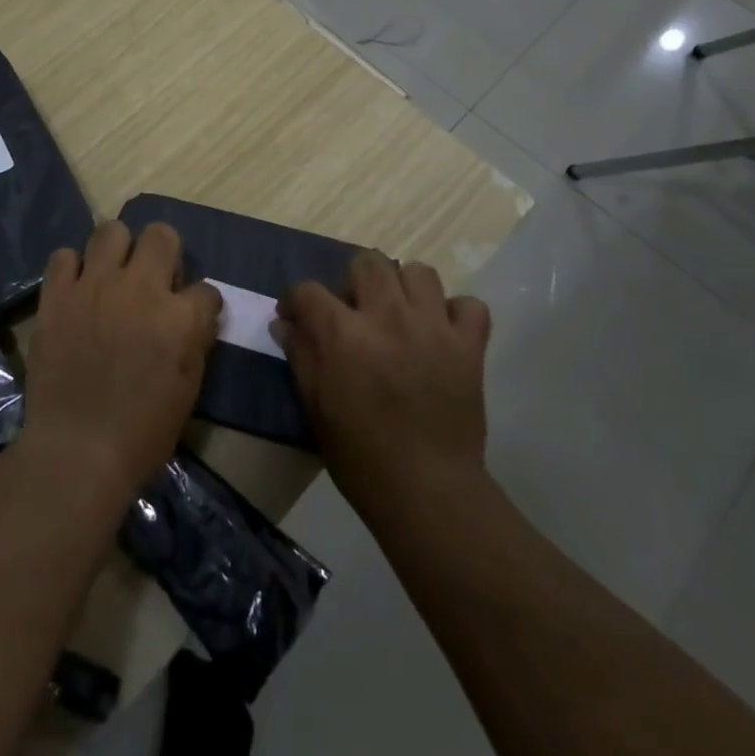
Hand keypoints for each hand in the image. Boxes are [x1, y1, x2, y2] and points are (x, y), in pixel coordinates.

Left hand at [20, 221, 221, 504]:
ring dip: (118, 249)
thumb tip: (195, 315)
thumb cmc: (141, 432)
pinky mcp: (58, 295)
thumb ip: (195, 341)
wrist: (76, 451)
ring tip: (112, 274)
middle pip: (161, 235)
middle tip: (153, 278)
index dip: (200, 303)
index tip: (191, 316)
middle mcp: (141, 289)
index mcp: (180, 318)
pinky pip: (64, 256)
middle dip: (164, 252)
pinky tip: (77, 289)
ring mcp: (95, 287)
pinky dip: (73, 269)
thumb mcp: (188, 390)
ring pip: (111, 230)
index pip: (206, 289)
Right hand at [273, 250, 491, 520]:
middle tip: (354, 313)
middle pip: (368, 262)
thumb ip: (301, 356)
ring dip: (404, 288)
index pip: (309, 291)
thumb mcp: (316, 408)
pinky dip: (455, 313)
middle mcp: (389, 317)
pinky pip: (469, 305)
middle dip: (353, 281)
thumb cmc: (361, 457)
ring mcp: (434, 327)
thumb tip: (285, 323)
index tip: (295, 316)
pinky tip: (441, 333)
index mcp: (344, 334)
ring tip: (399, 316)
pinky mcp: (469, 346)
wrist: (428, 493)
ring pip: (420, 272)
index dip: (296, 300)